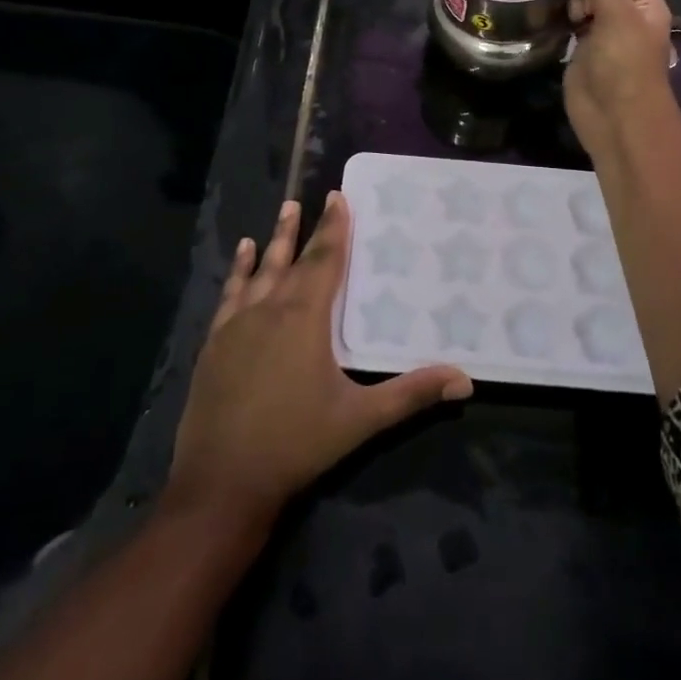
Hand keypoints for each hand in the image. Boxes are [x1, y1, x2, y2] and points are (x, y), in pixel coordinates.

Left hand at [167, 194, 472, 523]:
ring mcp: (237, 325)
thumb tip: (465, 380)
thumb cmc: (296, 445)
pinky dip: (239, 271)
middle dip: (305, 228)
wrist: (221, 482)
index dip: (334, 228)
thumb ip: (411, 394)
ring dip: (273, 241)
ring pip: (260, 271)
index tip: (339, 197)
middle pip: (292, 259)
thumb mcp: (360, 419)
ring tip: (283, 210)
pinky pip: (230, 294)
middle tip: (312, 198)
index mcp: (305, 318)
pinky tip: (242, 255)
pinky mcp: (215, 343)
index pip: (325, 260)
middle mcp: (270, 309)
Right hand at [555, 0, 674, 156]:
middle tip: (568, 6)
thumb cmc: (624, 64)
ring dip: (565, 1)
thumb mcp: (618, 13)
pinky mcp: (581, 52)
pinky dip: (558, 20)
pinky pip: (568, 25)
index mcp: (643, 1)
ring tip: (553, 11)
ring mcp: (602, 33)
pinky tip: (545, 20)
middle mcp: (624, 14)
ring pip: (579, 2)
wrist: (618, 119)